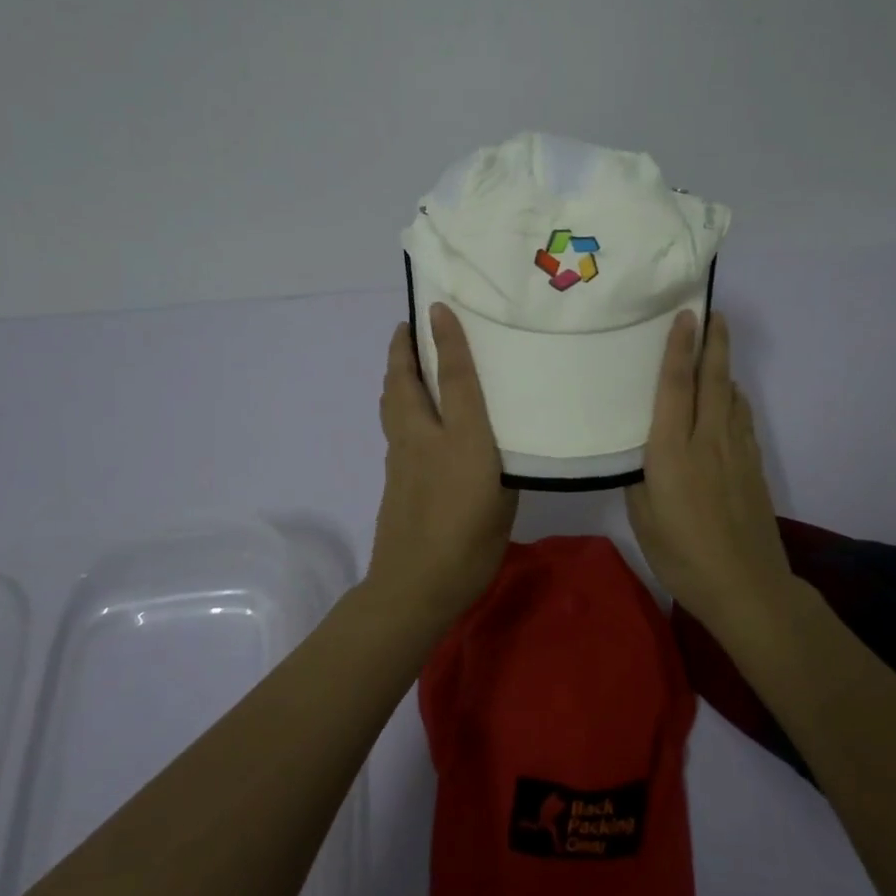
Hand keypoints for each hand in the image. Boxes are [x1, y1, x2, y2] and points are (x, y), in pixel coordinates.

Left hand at [367, 303, 518, 623]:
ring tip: (404, 360)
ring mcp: (402, 458)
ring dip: (395, 375)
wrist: (414, 587)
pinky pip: (393, 425)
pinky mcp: (391, 475)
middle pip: (406, 383)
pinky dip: (397, 404)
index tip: (439, 309)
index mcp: (462, 443)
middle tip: (406, 327)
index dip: (450, 342)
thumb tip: (496, 449)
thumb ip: (503, 469)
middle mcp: (426, 440)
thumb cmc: (470, 546)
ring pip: (392, 403)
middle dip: (402, 351)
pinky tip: (410, 412)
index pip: (455, 381)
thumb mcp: (504, 503)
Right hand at [625, 311, 793, 632]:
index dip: (679, 348)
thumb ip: (639, 478)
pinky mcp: (754, 466)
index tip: (685, 316)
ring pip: (731, 396)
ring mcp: (737, 452)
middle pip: (713, 379)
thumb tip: (641, 453)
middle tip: (715, 313)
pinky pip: (742, 419)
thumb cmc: (683, 555)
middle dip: (714, 343)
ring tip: (718, 347)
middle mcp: (708, 440)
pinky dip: (735, 398)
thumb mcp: (644, 518)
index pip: (676, 387)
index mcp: (673, 451)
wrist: (746, 586)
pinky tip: (730, 398)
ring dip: (725, 367)